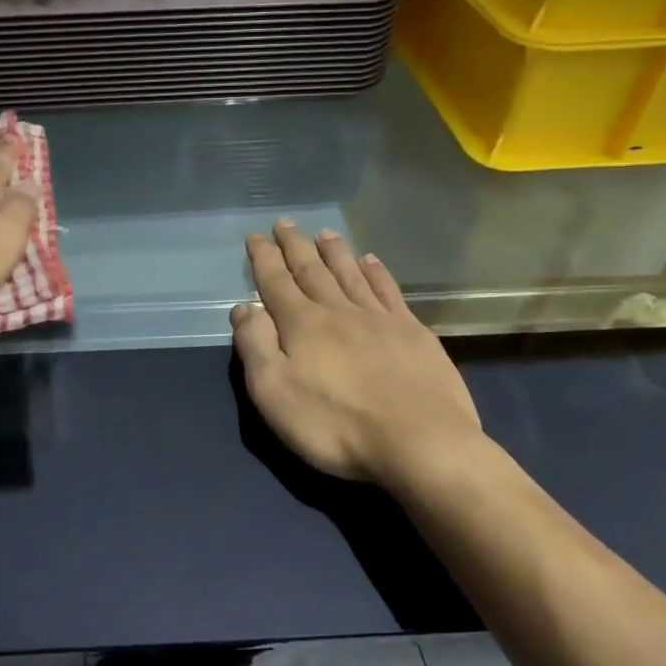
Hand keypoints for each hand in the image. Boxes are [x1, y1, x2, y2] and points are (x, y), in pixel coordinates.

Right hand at [231, 220, 484, 485]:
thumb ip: (255, 346)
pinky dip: (377, 272)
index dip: (264, 259)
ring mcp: (380, 319)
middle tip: (286, 222)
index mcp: (302, 324)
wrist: (421, 442)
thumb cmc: (336, 425)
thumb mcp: (274, 393)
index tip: (256, 236)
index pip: (276, 282)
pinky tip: (372, 262)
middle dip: (295, 245)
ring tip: (325, 233)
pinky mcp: (413, 333)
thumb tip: (245, 306)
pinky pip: (389, 290)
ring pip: (351, 274)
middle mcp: (339, 311)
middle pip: (312, 270)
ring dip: (335, 252)